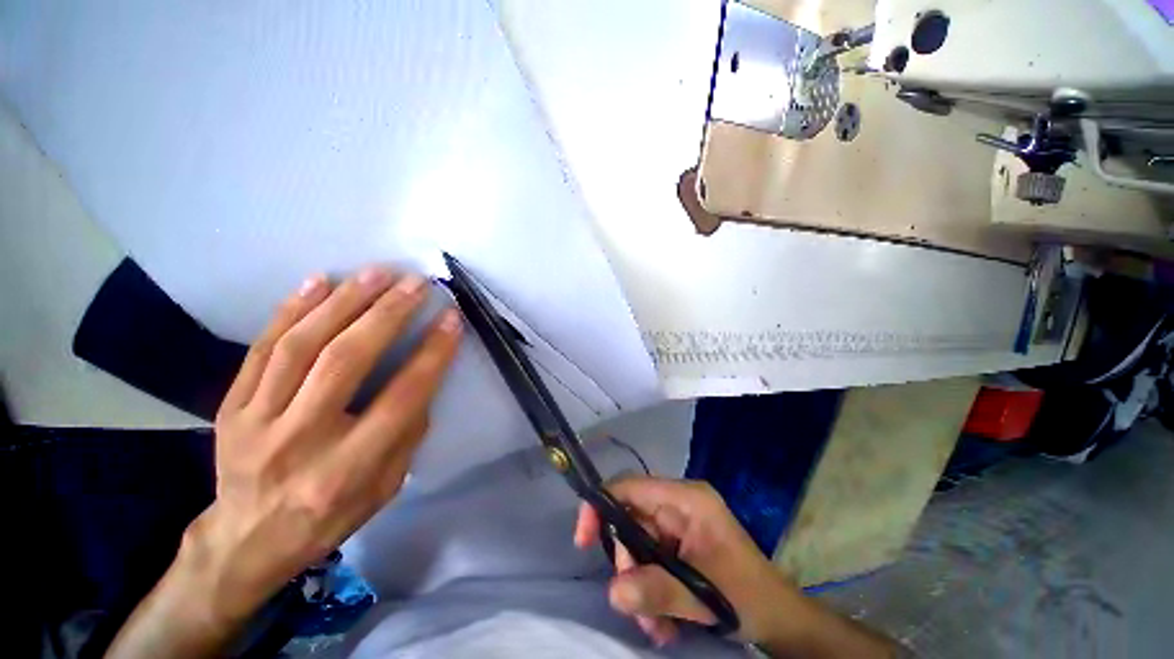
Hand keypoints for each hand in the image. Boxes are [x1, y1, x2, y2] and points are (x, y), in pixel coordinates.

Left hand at [107, 266, 461, 657]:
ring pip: (301, 345)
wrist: (245, 539)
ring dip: (344, 300)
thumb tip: (424, 376)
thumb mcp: (386, 486)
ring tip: (376, 272)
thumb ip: (408, 432)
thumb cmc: (330, 516)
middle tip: (416, 283)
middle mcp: (300, 440)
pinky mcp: (232, 405)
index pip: (401, 397)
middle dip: (387, 313)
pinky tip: (319, 281)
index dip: (432, 353)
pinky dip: (291, 308)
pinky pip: (262, 347)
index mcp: (347, 469)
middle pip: (346, 361)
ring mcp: (256, 420)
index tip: (452, 319)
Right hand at [573, 476, 800, 646]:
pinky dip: (649, 591)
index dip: (602, 505)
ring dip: (639, 587)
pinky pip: (649, 561)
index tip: (583, 539)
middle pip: (630, 521)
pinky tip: (663, 623)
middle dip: (628, 566)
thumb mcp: (704, 594)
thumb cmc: (749, 596)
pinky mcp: (678, 545)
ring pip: (637, 546)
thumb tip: (613, 591)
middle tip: (636, 606)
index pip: (630, 487)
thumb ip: (658, 590)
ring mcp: (677, 525)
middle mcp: (678, 505)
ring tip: (656, 627)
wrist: (780, 619)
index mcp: (685, 499)